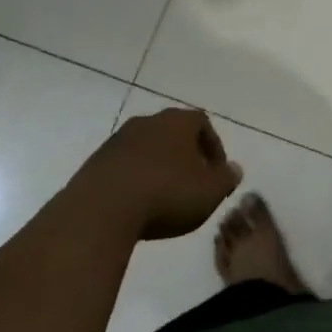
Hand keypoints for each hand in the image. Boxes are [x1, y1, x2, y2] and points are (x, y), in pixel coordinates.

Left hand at [74, 107, 242, 240]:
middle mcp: (148, 122)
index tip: (217, 173)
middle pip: (172, 132)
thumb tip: (234, 169)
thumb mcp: (208, 192)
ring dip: (158, 167)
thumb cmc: (166, 194)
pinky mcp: (96, 162)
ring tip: (164, 197)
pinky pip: (124, 166)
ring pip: (147, 148)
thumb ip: (225, 179)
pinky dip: (135, 179)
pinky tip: (137, 204)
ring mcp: (118, 140)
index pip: (202, 123)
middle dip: (185, 155)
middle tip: (192, 182)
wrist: (101, 210)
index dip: (213, 147)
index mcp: (178, 121)